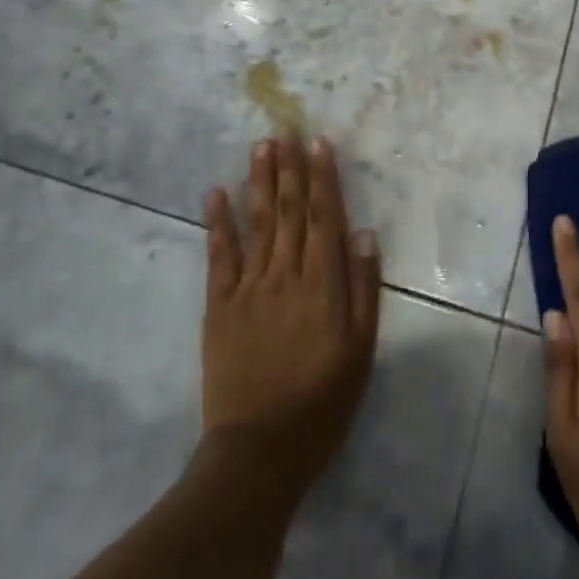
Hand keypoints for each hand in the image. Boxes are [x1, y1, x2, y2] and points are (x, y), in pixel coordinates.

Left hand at [200, 136, 381, 507]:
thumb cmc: (322, 403)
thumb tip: (362, 233)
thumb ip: (363, 289)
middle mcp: (285, 273)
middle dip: (289, 168)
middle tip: (285, 128)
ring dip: (259, 181)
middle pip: (289, 210)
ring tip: (260, 146)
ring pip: (256, 222)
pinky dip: (217, 222)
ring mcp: (248, 287)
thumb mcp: (361, 351)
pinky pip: (218, 255)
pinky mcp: (219, 305)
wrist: (259, 450)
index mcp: (322, 283)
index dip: (322, 177)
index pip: (324, 217)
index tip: (318, 143)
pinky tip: (216, 193)